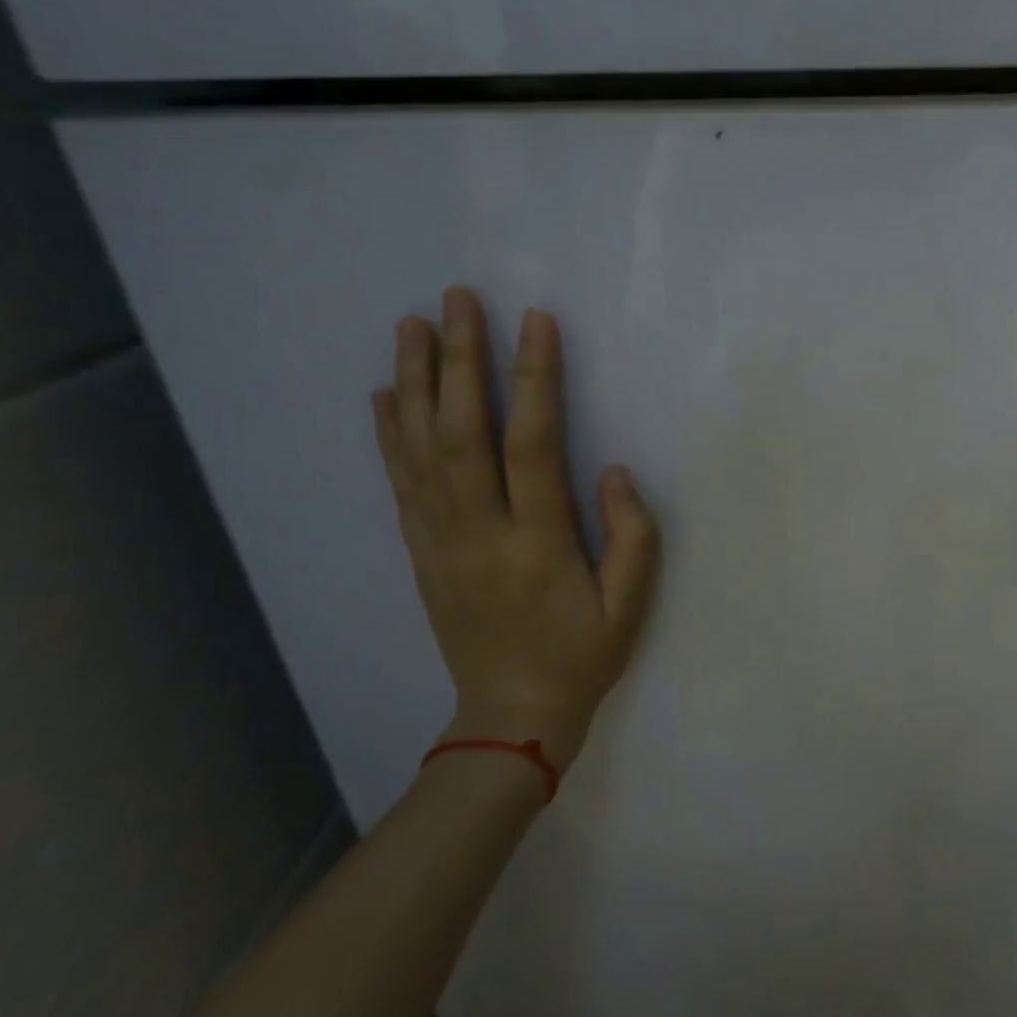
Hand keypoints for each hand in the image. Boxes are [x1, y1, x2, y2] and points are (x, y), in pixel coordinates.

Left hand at [371, 287, 660, 770]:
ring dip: (414, 382)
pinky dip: (389, 434)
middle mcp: (479, 532)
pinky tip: (384, 394)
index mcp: (537, 542)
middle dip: (458, 359)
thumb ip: (632, 534)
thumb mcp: (631, 605)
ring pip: (419, 450)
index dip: (534, 378)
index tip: (535, 321)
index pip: (531, 443)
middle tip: (456, 299)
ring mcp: (440, 542)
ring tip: (412, 325)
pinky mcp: (421, 553)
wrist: (511, 717)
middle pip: (460, 432)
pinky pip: (400, 484)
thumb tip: (611, 470)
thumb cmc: (583, 655)